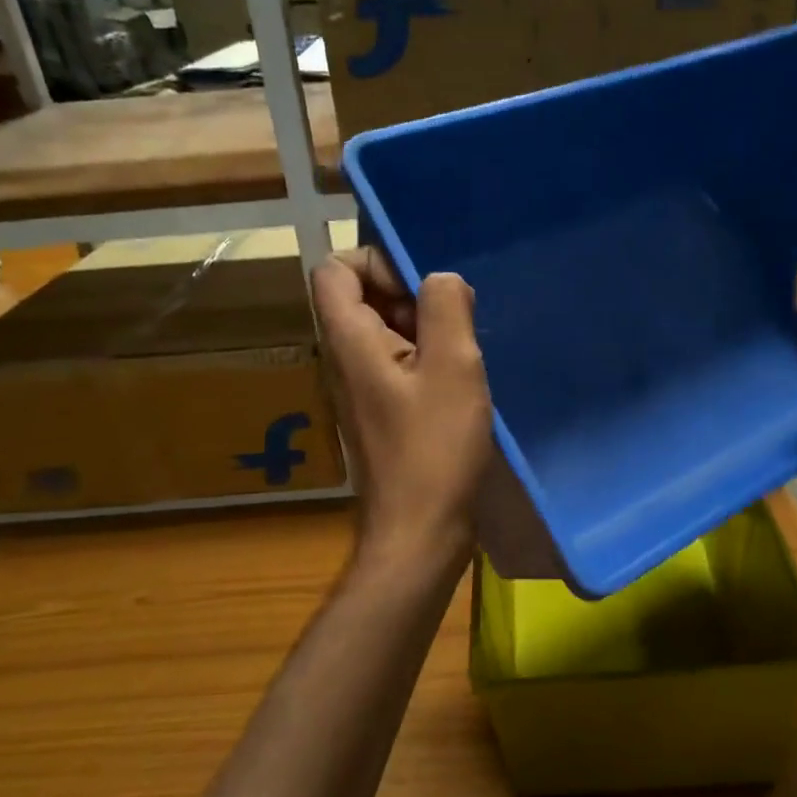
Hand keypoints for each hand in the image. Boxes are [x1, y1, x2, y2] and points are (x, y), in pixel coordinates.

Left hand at [311, 247, 492, 568]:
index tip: (422, 292)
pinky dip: (427, 361)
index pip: (335, 269)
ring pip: (384, 332)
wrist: (419, 533)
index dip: (377, 263)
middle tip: (452, 329)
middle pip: (361, 297)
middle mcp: (344, 360)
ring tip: (462, 358)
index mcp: (349, 341)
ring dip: (425, 331)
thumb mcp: (452, 367)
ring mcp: (361, 390)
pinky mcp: (380, 414)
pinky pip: (397, 365)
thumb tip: (441, 279)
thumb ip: (446, 307)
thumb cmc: (435, 449)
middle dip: (410, 297)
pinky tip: (459, 387)